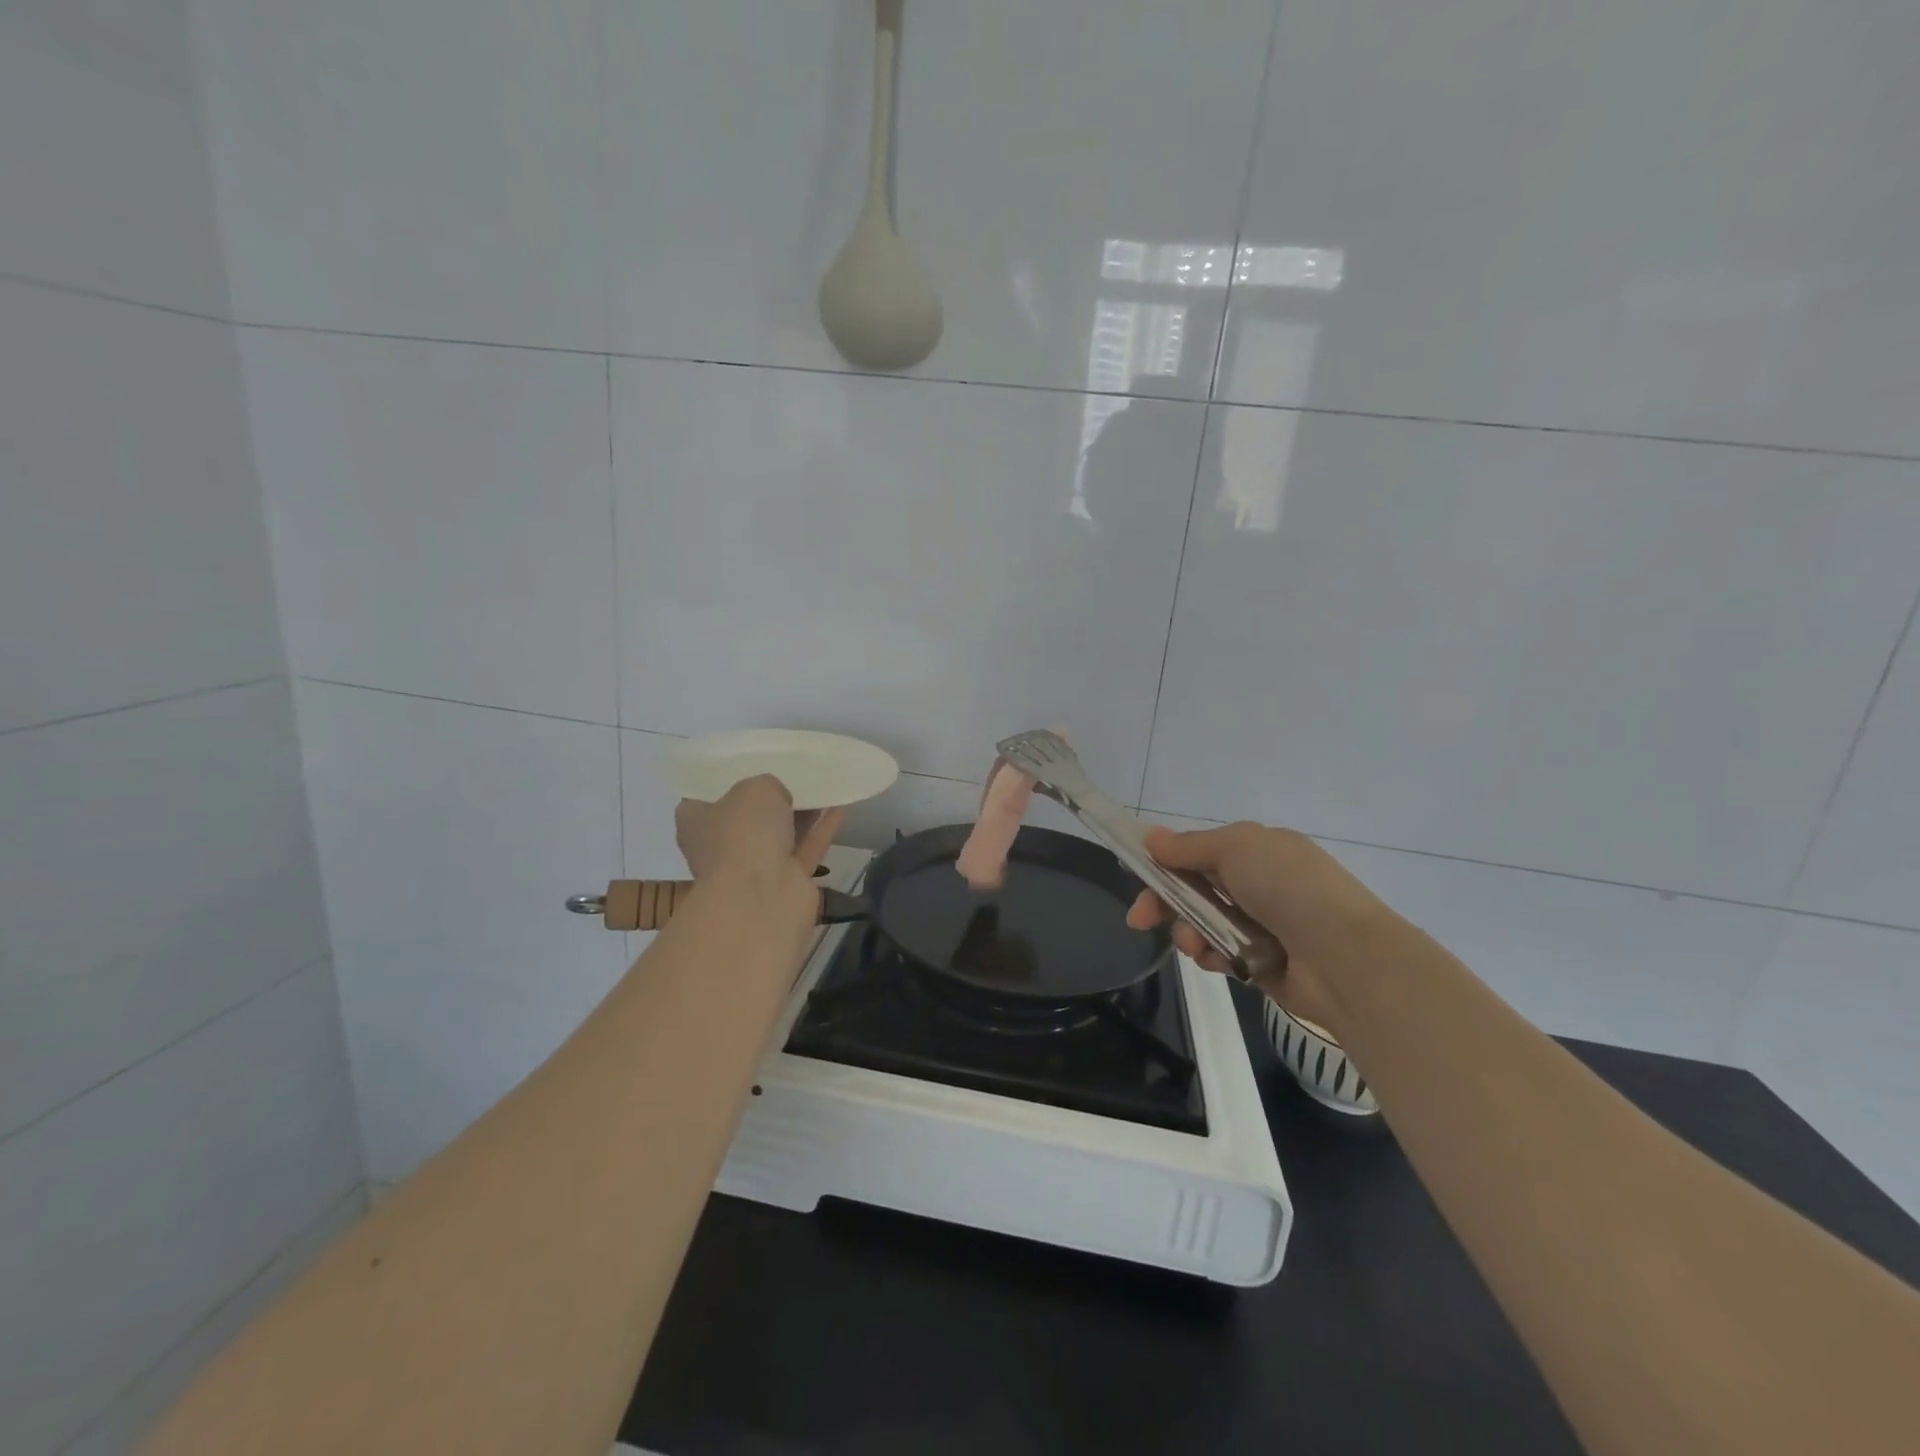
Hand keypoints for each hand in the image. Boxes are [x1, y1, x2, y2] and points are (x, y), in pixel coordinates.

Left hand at [675, 775, 845, 888]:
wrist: (762, 895)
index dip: (724, 783)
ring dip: (800, 813)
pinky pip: (806, 848)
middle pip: (746, 818)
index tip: (748, 767)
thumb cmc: (743, 833)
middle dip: (769, 800)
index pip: (703, 800)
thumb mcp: (755, 788)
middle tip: (792, 773)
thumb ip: (767, 786)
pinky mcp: (786, 883)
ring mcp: (754, 869)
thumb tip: (778, 799)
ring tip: (823, 785)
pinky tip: (841, 805)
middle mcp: (720, 847)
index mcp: (696, 823)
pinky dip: (822, 828)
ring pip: (779, 834)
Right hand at [1124, 821, 1387, 1034]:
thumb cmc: (1288, 888)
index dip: (1166, 863)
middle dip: (1165, 902)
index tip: (1138, 876)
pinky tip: (1214, 960)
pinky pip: (1220, 955)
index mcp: (1258, 850)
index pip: (1199, 852)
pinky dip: (1210, 956)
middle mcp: (1259, 884)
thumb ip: (1189, 846)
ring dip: (1188, 931)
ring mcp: (1262, 925)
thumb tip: (1152, 837)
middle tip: (1139, 920)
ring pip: (1203, 924)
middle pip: (1195, 889)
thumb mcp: (1235, 848)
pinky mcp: (1261, 963)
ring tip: (1194, 944)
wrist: (1344, 958)